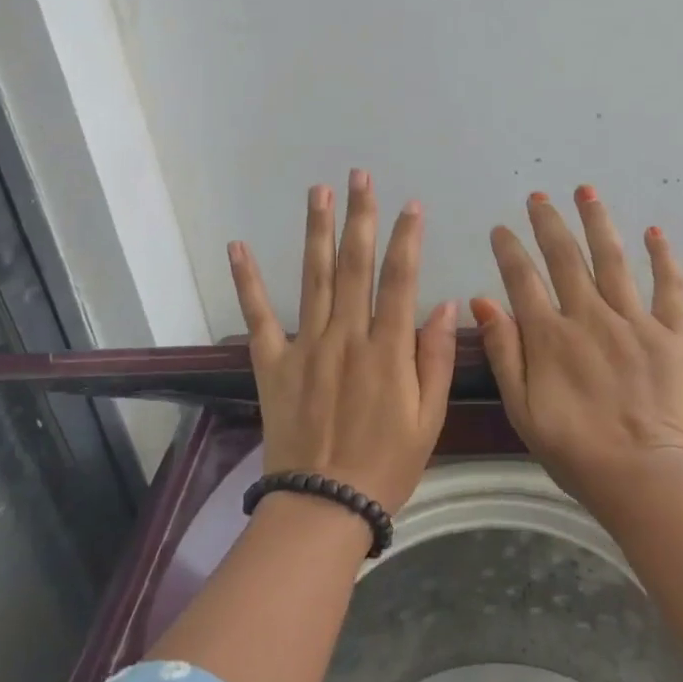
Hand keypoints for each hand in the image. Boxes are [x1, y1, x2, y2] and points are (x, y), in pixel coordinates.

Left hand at [228, 170, 459, 516]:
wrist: (325, 504)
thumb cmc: (388, 463)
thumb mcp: (429, 418)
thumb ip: (436, 359)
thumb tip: (444, 306)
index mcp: (387, 350)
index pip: (400, 280)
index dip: (406, 239)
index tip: (411, 205)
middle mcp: (346, 337)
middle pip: (355, 266)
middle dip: (360, 217)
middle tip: (359, 177)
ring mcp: (305, 347)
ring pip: (314, 278)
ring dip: (316, 232)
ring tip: (317, 192)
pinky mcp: (273, 364)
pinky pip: (258, 317)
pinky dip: (247, 281)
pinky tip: (238, 247)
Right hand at [471, 186, 682, 516]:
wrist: (642, 476)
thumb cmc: (574, 451)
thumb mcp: (522, 409)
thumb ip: (504, 353)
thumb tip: (483, 302)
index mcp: (550, 336)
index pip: (523, 279)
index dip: (510, 250)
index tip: (501, 228)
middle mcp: (590, 316)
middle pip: (566, 257)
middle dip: (549, 223)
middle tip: (538, 197)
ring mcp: (633, 320)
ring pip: (612, 258)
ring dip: (597, 221)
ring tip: (586, 191)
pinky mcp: (670, 332)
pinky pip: (669, 286)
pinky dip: (662, 257)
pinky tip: (653, 232)